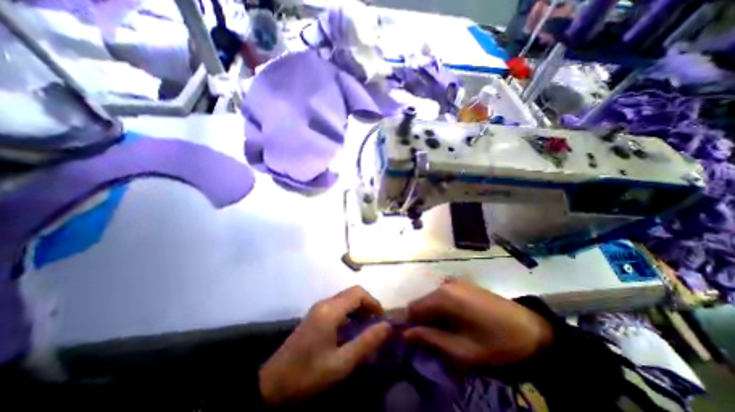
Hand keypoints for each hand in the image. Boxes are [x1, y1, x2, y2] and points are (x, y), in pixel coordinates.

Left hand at [261, 286, 392, 404]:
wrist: (272, 384)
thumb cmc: (308, 374)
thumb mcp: (341, 363)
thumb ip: (366, 342)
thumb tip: (387, 327)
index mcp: (330, 310)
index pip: (358, 293)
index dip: (373, 302)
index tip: (382, 320)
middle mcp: (325, 303)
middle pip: (352, 293)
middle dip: (367, 305)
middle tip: (376, 324)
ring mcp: (318, 308)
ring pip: (345, 298)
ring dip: (359, 308)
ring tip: (366, 328)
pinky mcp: (315, 315)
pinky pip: (338, 305)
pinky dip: (349, 312)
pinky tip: (350, 330)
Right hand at [404, 280, 553, 366]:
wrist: (531, 330)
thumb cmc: (495, 343)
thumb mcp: (462, 350)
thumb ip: (430, 339)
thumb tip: (405, 334)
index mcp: (443, 296)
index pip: (413, 308)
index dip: (410, 324)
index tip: (415, 339)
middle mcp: (445, 283)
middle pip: (422, 302)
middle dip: (423, 320)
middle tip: (433, 339)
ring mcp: (455, 281)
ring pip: (432, 298)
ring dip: (433, 314)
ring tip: (447, 331)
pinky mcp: (463, 283)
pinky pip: (443, 294)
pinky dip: (442, 307)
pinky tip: (456, 319)